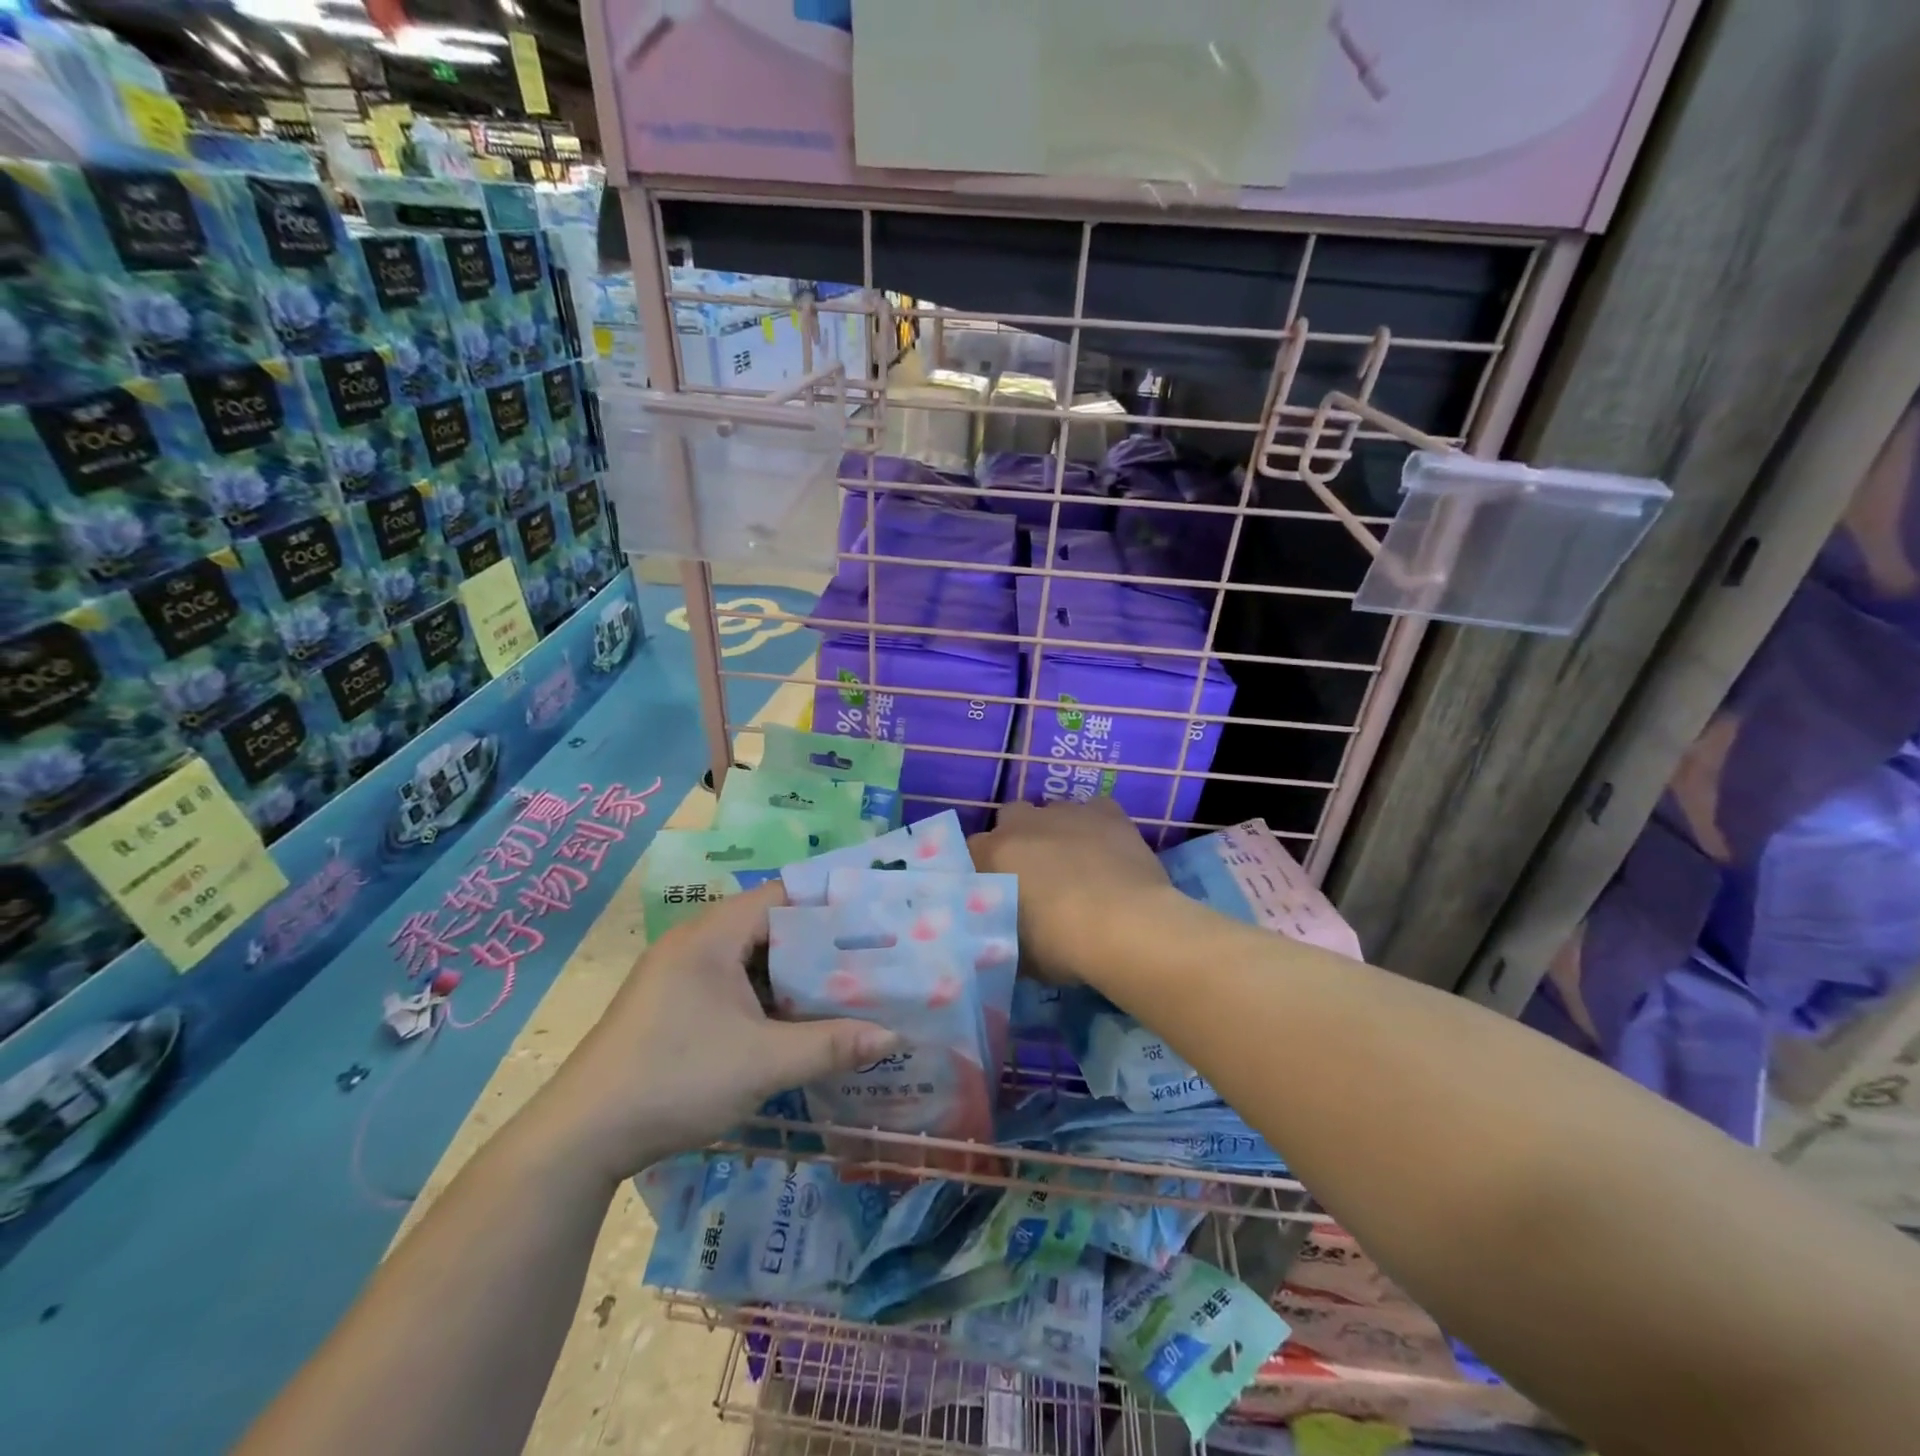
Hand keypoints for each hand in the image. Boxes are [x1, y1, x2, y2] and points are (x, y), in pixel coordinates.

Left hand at [535, 882, 899, 1180]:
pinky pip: (732, 987)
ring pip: (751, 961)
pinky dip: (766, 999)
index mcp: (712, 936)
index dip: (828, 904)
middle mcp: (695, 944)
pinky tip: (796, 1024)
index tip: (872, 920)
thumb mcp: (763, 1063)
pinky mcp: (672, 1007)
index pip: (782, 895)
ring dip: (792, 977)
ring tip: (844, 990)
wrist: (580, 1139)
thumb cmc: (675, 1079)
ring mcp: (680, 976)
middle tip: (869, 959)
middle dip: (818, 945)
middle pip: (769, 927)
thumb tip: (893, 1035)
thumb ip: (831, 1045)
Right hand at [970, 799, 1175, 984]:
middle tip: (1034, 876)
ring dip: (1056, 833)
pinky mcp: (1107, 812)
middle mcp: (1024, 823)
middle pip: (1010, 819)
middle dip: (1018, 840)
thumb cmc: (1061, 945)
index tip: (995, 893)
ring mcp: (1067, 812)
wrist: (1128, 927)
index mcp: (993, 854)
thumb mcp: (1016, 952)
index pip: (971, 852)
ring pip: (1052, 813)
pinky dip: (1095, 827)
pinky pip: (1094, 811)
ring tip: (1076, 866)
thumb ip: (1000, 932)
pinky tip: (1106, 851)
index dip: (984, 870)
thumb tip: (1000, 934)